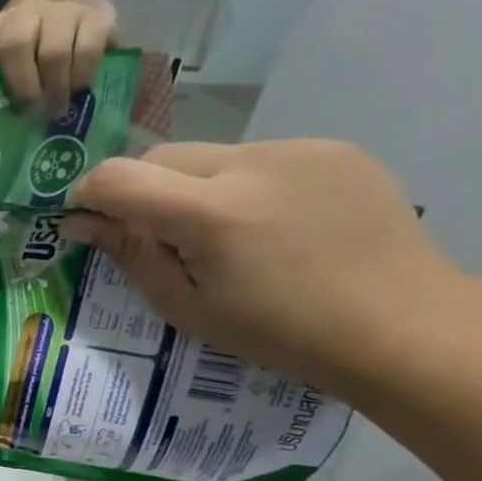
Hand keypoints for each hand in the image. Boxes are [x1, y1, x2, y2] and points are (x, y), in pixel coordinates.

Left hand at [0, 0, 116, 117]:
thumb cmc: (31, 52)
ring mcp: (61, 9)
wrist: (71, 4)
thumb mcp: (5, 68)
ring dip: (54, 89)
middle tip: (32, 115)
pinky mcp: (97, 15)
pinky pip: (87, 50)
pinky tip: (78, 88)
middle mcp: (24, 11)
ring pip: (53, 52)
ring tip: (56, 110)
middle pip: (16, 44)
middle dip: (24, 89)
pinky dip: (81, 76)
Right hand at [64, 140, 463, 386]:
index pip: (119, 177)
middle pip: (163, 156)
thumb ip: (133, 255)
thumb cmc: (278, 332)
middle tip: (155, 239)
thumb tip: (81, 223)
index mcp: (211, 212)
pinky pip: (259, 159)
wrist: (400, 323)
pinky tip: (269, 226)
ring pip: (211, 157)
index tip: (87, 221)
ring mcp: (299, 148)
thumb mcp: (187, 306)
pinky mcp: (333, 148)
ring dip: (193, 189)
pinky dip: (241, 186)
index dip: (90, 195)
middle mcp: (252, 163)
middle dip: (142, 191)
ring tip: (222, 238)